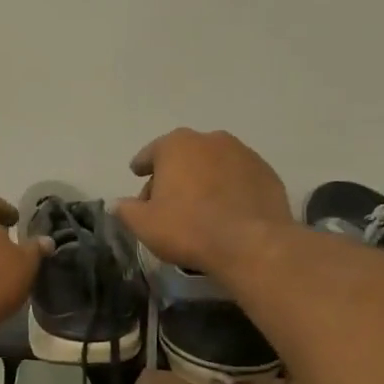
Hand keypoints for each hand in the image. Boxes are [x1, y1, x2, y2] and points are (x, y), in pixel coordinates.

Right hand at [113, 128, 293, 274]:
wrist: (252, 244)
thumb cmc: (189, 228)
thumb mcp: (144, 224)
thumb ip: (126, 210)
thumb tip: (117, 204)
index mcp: (176, 145)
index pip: (151, 152)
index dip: (142, 165)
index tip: (137, 173)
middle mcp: (210, 140)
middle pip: (184, 156)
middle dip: (173, 173)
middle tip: (166, 199)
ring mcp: (243, 153)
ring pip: (213, 164)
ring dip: (203, 179)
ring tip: (198, 205)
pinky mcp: (267, 172)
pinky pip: (237, 177)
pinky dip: (228, 188)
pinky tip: (225, 210)